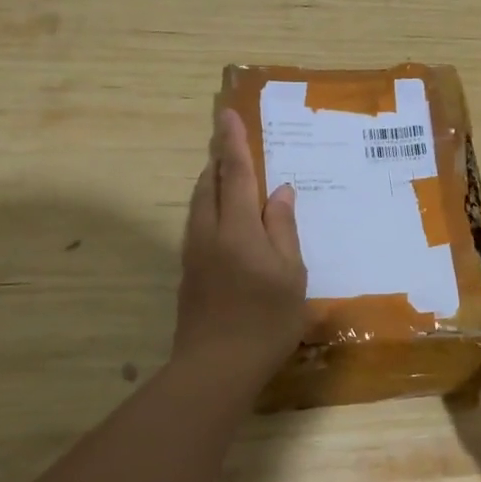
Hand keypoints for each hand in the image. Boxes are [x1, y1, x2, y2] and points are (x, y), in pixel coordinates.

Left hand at [173, 109, 306, 382]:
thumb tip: (280, 191)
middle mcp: (210, 233)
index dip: (233, 143)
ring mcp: (195, 254)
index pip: (235, 174)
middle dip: (219, 158)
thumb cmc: (265, 320)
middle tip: (228, 138)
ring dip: (212, 181)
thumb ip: (283, 228)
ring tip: (227, 171)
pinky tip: (224, 217)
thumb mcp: (290, 274)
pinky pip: (199, 223)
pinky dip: (210, 206)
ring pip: (200, 204)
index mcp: (238, 229)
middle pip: (210, 184)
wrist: (215, 367)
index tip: (228, 114)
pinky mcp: (190, 273)